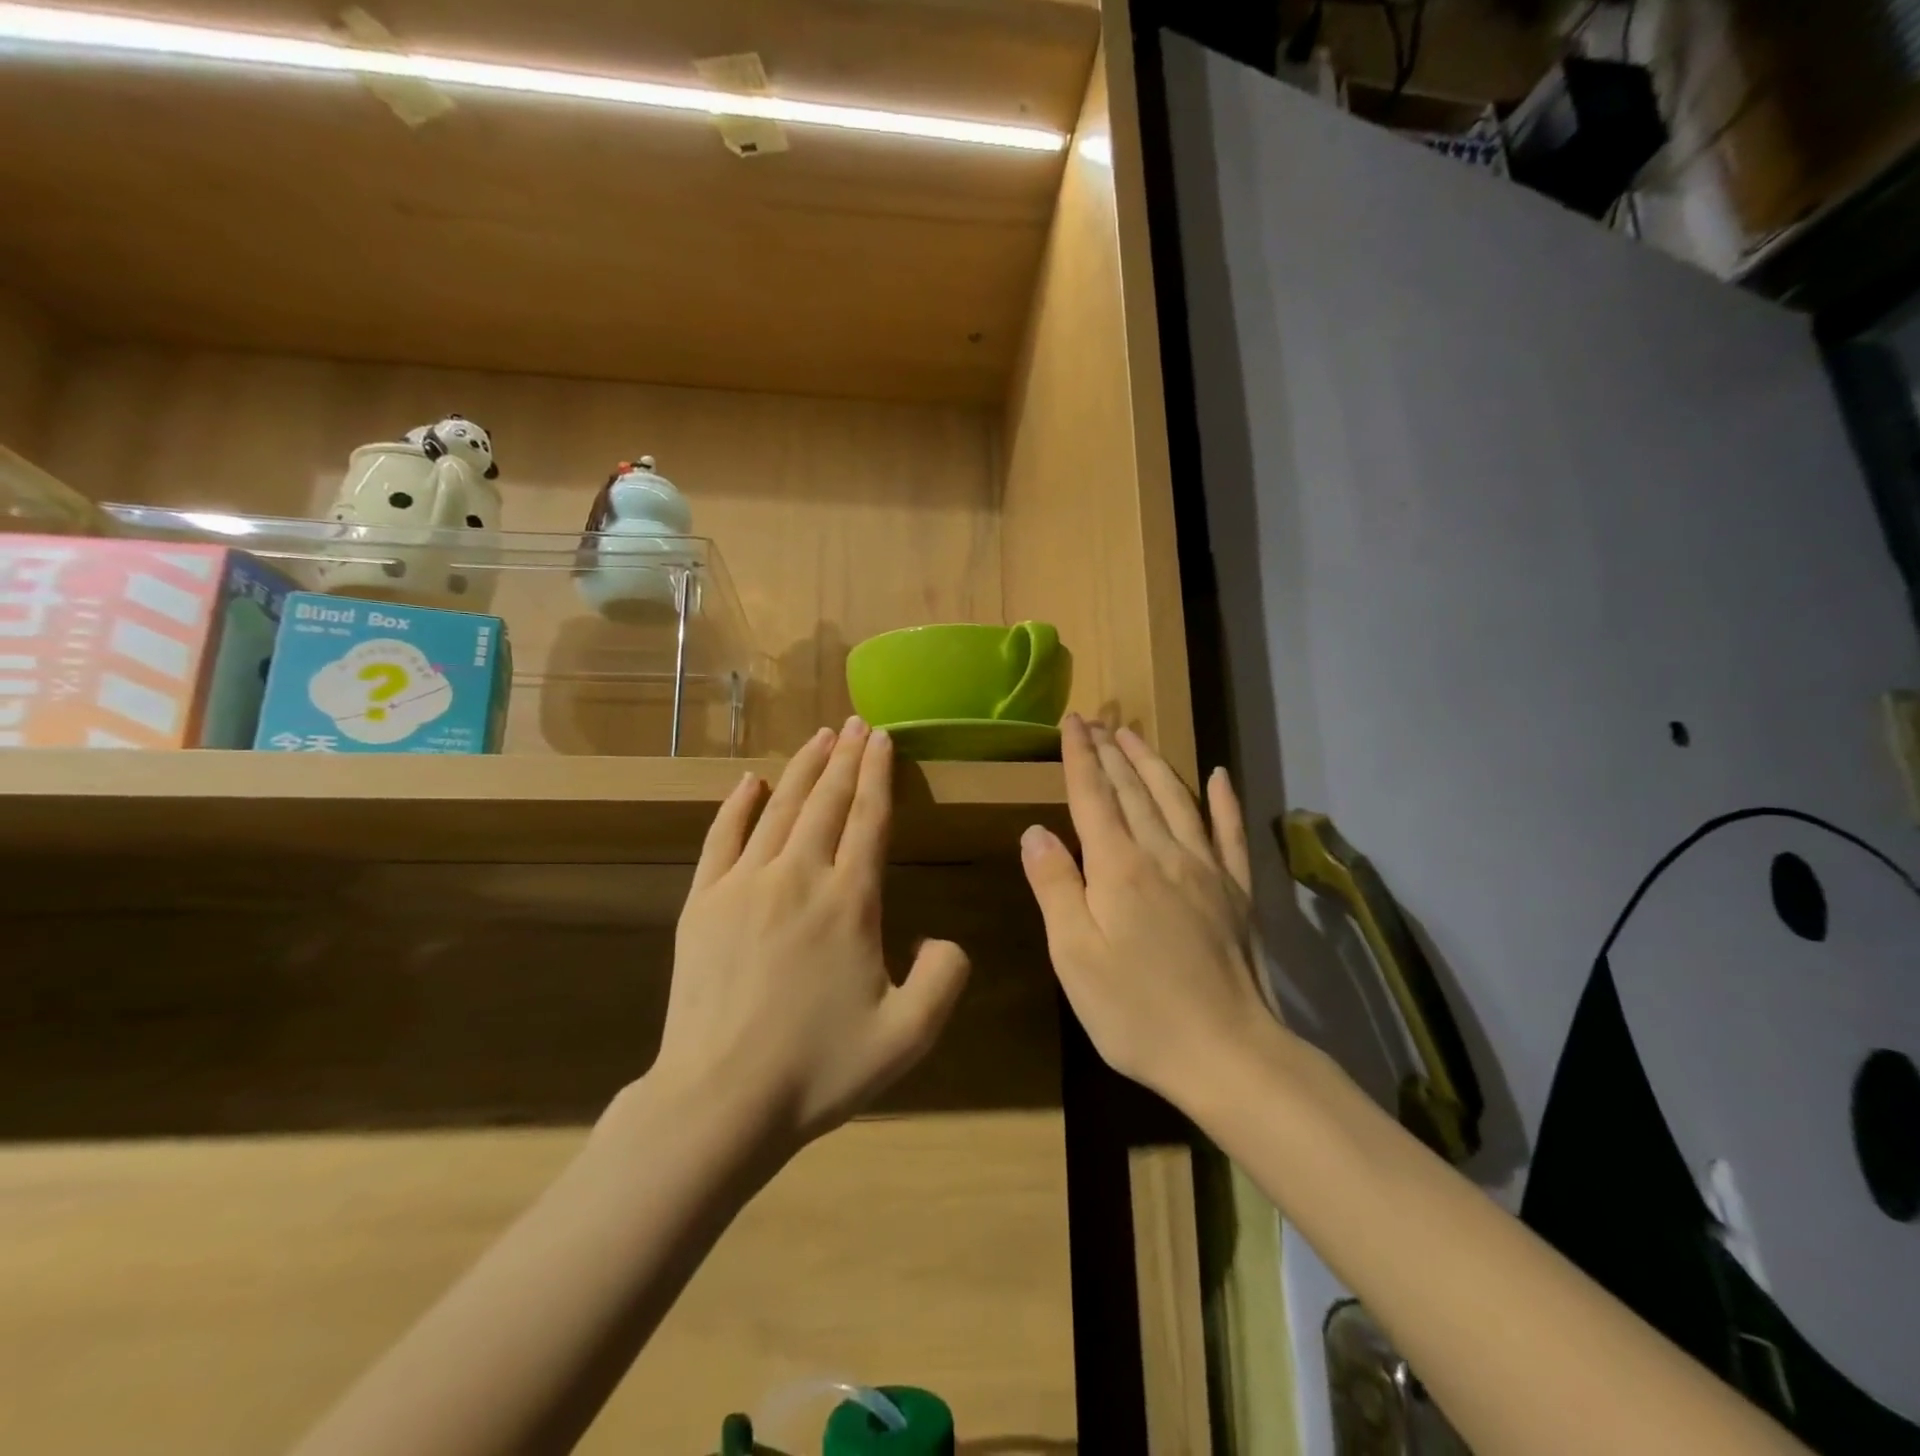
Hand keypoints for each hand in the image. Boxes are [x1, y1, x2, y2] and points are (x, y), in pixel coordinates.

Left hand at [657, 718, 971, 1152]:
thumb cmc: (818, 1069)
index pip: (869, 819)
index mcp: (849, 901)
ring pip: (780, 809)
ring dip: (803, 769)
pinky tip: (750, 782)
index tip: (882, 738)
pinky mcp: (701, 903)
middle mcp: (798, 876)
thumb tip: (942, 939)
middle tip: (856, 723)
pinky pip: (722, 838)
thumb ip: (945, 977)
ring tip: (820, 738)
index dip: (879, 774)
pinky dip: (738, 805)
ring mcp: (743, 885)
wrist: (719, 1102)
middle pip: (827, 802)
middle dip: (846, 758)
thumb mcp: (908, 1035)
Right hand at [1020, 715, 1277, 1108]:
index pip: (1093, 797)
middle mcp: (1164, 854)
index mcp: (1119, 868)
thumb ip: (1055, 887)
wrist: (1228, 1054)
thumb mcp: (1075, 956)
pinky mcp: (1238, 892)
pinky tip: (1220, 776)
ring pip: (1177, 799)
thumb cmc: (1136, 1012)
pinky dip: (1224, 801)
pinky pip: (1231, 833)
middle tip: (1096, 719)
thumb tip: (1036, 831)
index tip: (1071, 722)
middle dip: (1111, 751)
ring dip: (1153, 763)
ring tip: (1135, 735)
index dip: (1080, 757)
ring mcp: (1207, 870)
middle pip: (1133, 790)